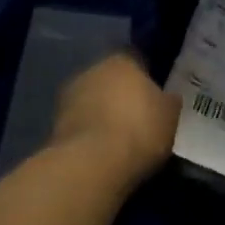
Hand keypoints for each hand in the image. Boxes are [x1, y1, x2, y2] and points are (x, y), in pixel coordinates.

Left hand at [51, 52, 180, 187]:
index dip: (147, 76)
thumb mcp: (170, 115)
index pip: (137, 59)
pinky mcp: (54, 126)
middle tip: (139, 115)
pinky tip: (104, 152)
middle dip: (122, 94)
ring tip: (121, 138)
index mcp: (122, 59)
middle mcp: (92, 70)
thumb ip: (168, 101)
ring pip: (93, 100)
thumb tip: (167, 98)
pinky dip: (90, 134)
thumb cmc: (139, 129)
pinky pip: (81, 124)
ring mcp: (69, 97)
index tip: (156, 94)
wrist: (91, 165)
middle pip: (111, 78)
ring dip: (103, 113)